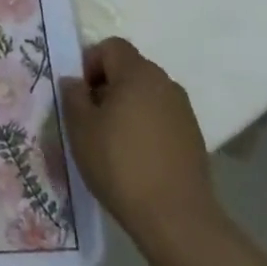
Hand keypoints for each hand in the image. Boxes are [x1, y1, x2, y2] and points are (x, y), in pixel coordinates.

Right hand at [60, 37, 224, 262]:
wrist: (176, 219)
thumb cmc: (120, 164)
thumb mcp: (81, 128)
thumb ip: (73, 96)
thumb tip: (75, 82)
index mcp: (138, 73)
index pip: (111, 46)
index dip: (90, 63)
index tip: (81, 96)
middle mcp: (165, 83)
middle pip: (129, 69)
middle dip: (107, 86)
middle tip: (91, 119)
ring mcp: (183, 110)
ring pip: (146, 94)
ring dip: (127, 107)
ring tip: (113, 141)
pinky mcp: (193, 137)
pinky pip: (161, 117)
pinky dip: (145, 126)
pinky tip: (137, 157)